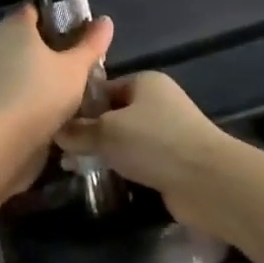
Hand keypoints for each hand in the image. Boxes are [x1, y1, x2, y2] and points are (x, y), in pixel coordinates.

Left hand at [0, 5, 113, 143]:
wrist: (2, 143)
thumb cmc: (41, 93)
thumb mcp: (75, 68)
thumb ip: (91, 44)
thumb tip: (105, 21)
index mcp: (14, 27)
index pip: (34, 9)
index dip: (57, 14)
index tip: (80, 28)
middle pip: (29, 39)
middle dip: (54, 48)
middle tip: (81, 60)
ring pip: (22, 66)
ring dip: (43, 74)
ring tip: (73, 87)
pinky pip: (15, 91)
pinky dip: (32, 95)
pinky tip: (54, 110)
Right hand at [55, 73, 231, 229]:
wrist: (207, 181)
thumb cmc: (154, 143)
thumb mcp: (107, 132)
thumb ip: (79, 131)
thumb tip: (56, 131)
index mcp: (145, 82)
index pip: (103, 88)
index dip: (79, 106)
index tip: (56, 126)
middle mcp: (158, 102)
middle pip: (113, 114)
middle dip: (89, 132)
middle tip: (62, 152)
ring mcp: (167, 132)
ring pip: (125, 139)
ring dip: (104, 152)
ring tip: (75, 168)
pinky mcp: (172, 160)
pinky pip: (138, 159)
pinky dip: (122, 167)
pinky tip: (102, 179)